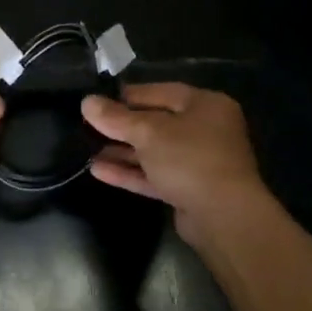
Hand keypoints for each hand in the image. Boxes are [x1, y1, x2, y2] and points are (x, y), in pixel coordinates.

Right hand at [81, 83, 267, 244]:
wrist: (224, 218)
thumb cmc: (189, 159)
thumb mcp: (148, 132)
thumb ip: (116, 117)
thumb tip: (86, 101)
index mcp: (205, 105)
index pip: (160, 92)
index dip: (127, 96)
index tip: (97, 100)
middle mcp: (205, 130)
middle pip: (156, 122)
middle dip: (121, 126)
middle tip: (88, 126)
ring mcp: (198, 162)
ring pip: (154, 151)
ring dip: (122, 151)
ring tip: (87, 149)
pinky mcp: (189, 190)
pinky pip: (155, 175)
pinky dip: (130, 172)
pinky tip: (98, 171)